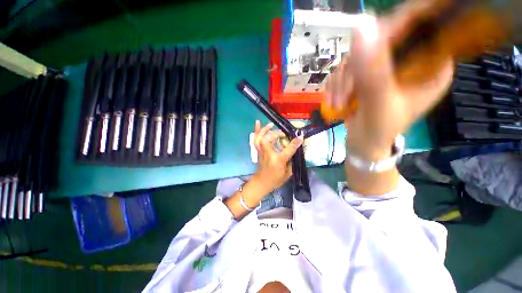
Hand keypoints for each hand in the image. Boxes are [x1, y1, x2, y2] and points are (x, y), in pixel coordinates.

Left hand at [252, 120, 303, 193]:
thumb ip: (292, 160)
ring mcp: (261, 151)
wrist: (262, 182)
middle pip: (269, 140)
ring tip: (271, 124)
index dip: (294, 143)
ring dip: (265, 129)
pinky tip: (258, 122)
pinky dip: (257, 130)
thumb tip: (295, 150)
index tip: (300, 137)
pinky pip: (256, 139)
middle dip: (277, 134)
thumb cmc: (276, 179)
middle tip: (283, 133)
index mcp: (277, 161)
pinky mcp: (258, 150)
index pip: (288, 150)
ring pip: (260, 137)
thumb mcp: (288, 173)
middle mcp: (268, 154)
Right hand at [325, 4, 453, 159]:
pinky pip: (345, 70)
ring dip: (341, 81)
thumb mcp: (380, 103)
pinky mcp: (365, 75)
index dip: (394, 28)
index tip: (365, 49)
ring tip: (338, 103)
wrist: (362, 144)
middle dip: (356, 67)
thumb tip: (362, 26)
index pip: (420, 26)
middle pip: (381, 40)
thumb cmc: (379, 131)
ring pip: (357, 56)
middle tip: (346, 92)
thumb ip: (373, 70)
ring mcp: (384, 67)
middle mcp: (410, 60)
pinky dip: (335, 86)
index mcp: (431, 65)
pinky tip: (334, 102)